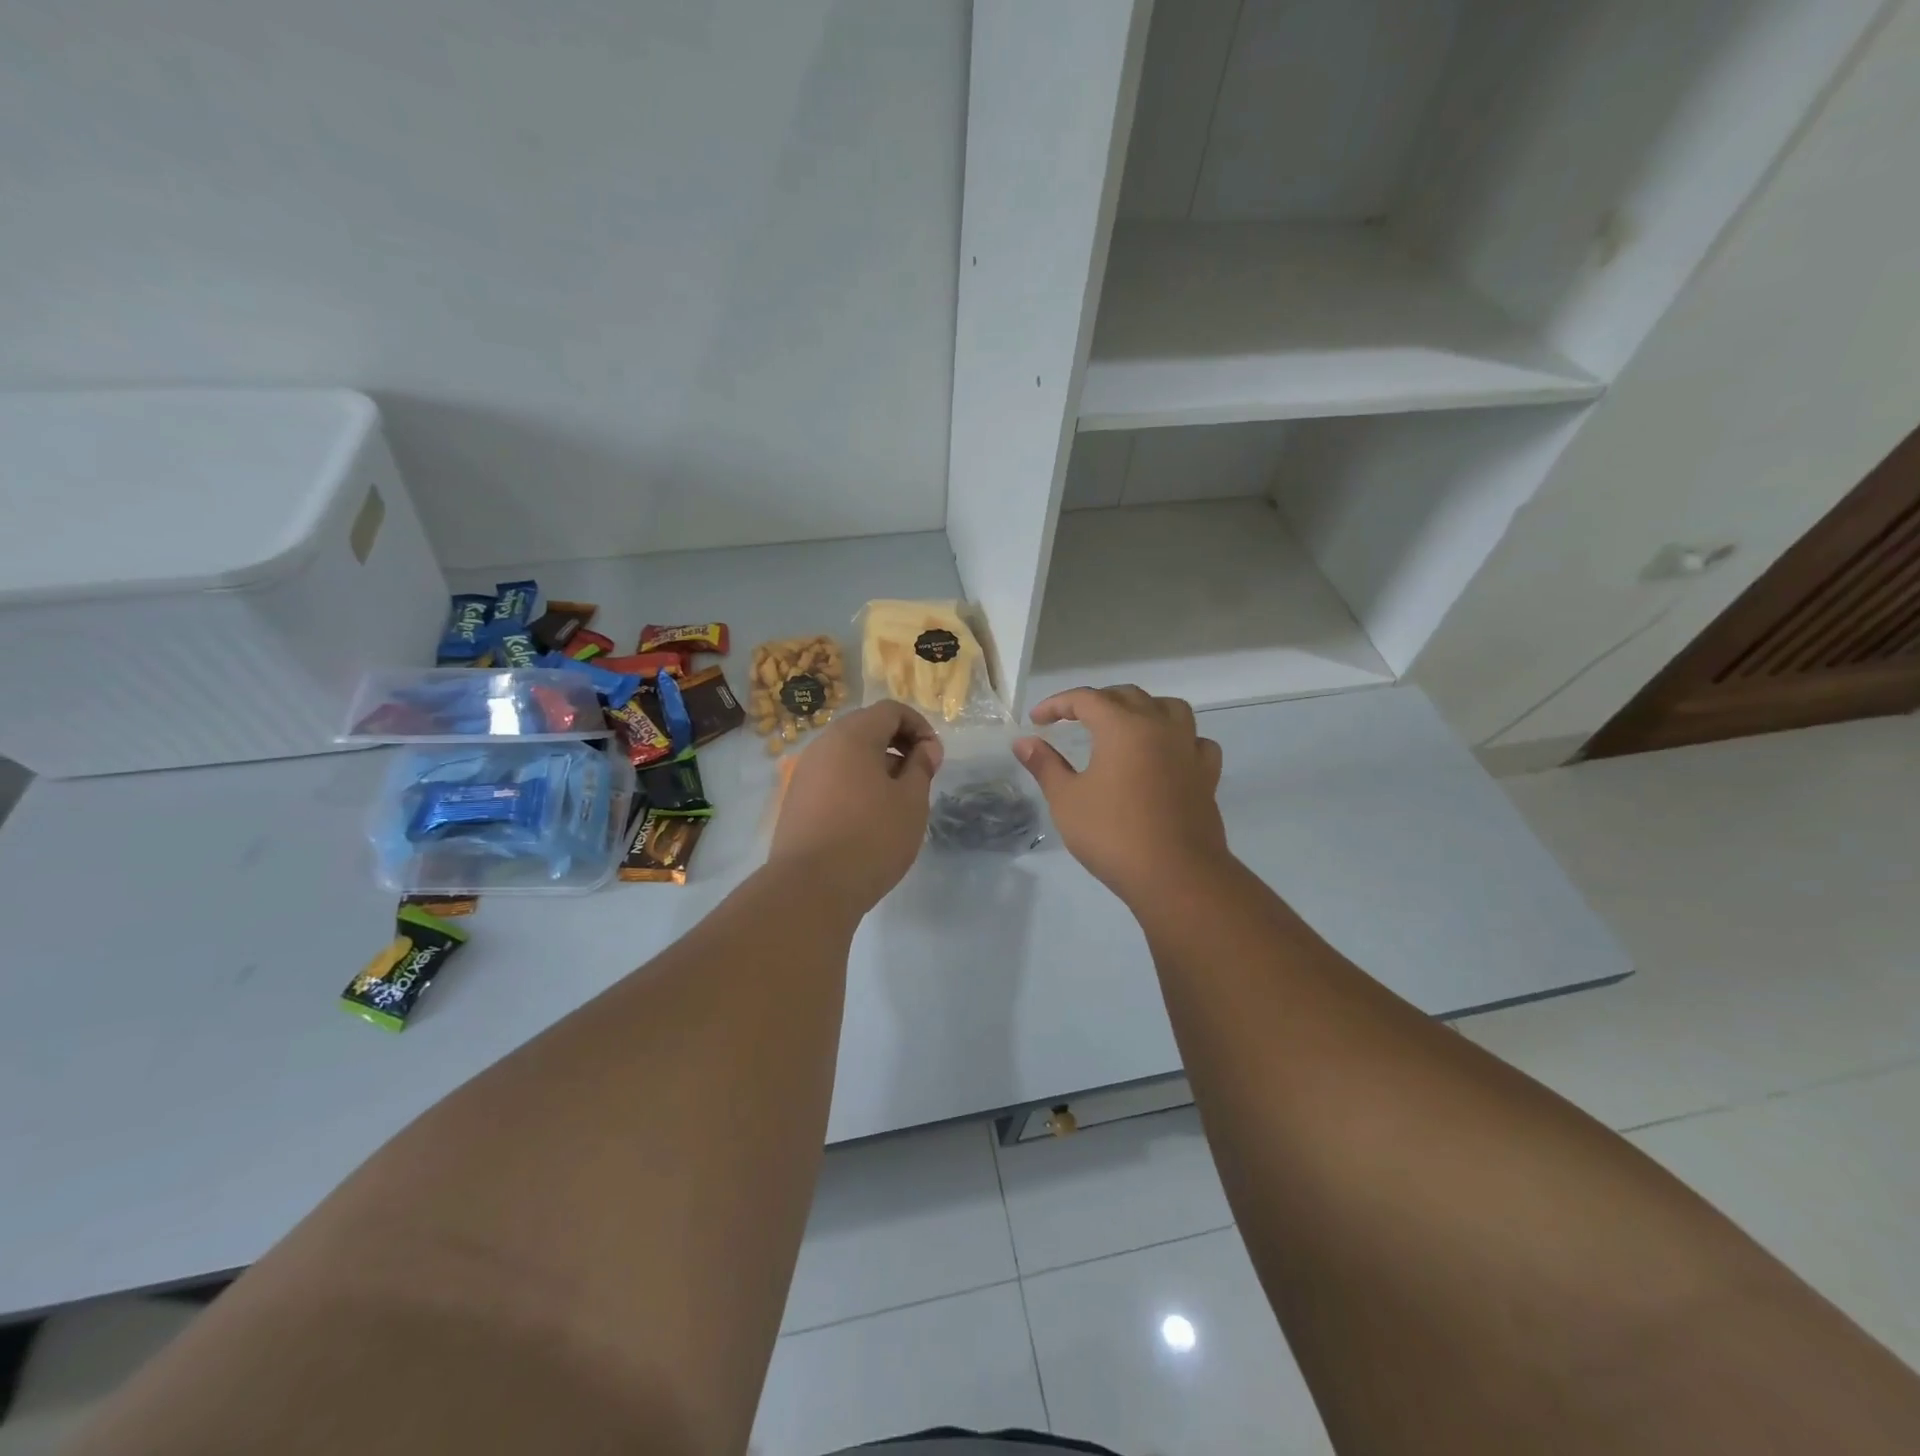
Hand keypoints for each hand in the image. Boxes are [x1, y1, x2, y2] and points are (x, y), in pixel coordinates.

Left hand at [768, 700, 942, 912]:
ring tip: (896, 800)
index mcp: (852, 736)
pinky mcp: (796, 800)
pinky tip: (867, 818)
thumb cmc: (871, 838)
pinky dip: (855, 784)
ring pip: (847, 755)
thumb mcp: (911, 801)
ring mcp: (805, 773)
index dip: (919, 726)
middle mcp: (823, 745)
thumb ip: (921, 767)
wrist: (811, 888)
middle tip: (918, 776)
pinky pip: (832, 778)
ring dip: (876, 766)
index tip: (934, 757)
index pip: (890, 710)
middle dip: (897, 744)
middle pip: (866, 728)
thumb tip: (926, 748)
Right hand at [1015, 686, 1227, 900]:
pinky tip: (1167, 754)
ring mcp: (1188, 749)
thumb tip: (1023, 742)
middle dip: (1097, 701)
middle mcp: (1159, 727)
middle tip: (1073, 720)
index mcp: (1123, 727)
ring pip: (1170, 709)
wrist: (1175, 875)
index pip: (1086, 699)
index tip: (1037, 721)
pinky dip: (1179, 739)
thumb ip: (1045, 765)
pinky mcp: (1207, 775)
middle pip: (1128, 696)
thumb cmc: (1113, 835)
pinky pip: (1196, 741)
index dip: (1057, 704)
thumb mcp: (1067, 800)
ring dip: (1143, 709)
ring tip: (1125, 725)